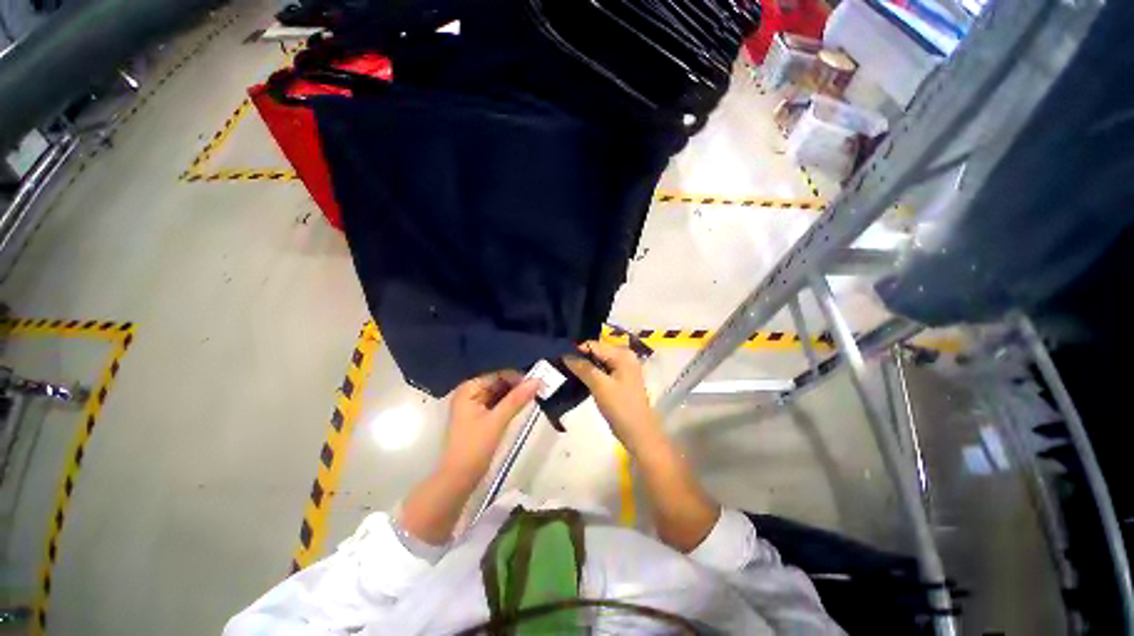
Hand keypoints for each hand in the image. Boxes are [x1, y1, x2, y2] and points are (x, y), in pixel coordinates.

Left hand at [439, 371, 538, 487]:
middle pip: (499, 384)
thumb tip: (537, 380)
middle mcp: (470, 393)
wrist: (457, 480)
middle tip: (539, 392)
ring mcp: (473, 406)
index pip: (499, 375)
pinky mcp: (479, 418)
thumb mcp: (497, 421)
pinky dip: (509, 406)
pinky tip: (522, 408)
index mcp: (469, 389)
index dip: (518, 379)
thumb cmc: (474, 448)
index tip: (538, 385)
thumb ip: (517, 399)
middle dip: (518, 388)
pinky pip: (497, 405)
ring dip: (515, 397)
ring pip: (500, 395)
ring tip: (534, 398)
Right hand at [564, 341, 660, 451]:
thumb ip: (583, 368)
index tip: (558, 355)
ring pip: (598, 361)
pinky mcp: (620, 379)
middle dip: (579, 357)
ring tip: (564, 369)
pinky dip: (591, 373)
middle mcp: (624, 356)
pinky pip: (602, 370)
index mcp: (622, 354)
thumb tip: (565, 355)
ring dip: (584, 366)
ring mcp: (623, 368)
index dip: (576, 349)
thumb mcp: (600, 385)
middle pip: (596, 351)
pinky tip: (577, 378)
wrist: (638, 433)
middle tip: (559, 362)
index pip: (594, 344)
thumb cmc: (620, 407)